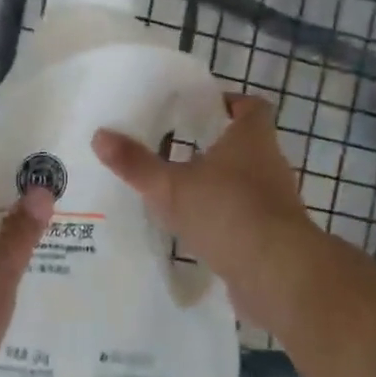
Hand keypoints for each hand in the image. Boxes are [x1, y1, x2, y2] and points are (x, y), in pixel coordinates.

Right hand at [92, 94, 320, 336]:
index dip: (230, 103)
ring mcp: (276, 202)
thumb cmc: (227, 212)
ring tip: (181, 189)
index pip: (252, 106)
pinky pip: (247, 216)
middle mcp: (270, 164)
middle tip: (177, 148)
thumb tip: (99, 135)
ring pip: (246, 182)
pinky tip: (197, 229)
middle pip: (246, 144)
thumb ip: (136, 163)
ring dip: (220, 184)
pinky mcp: (274, 235)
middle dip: (215, 145)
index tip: (201, 109)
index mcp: (251, 139)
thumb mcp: (170, 187)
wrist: (277, 273)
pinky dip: (226, 218)